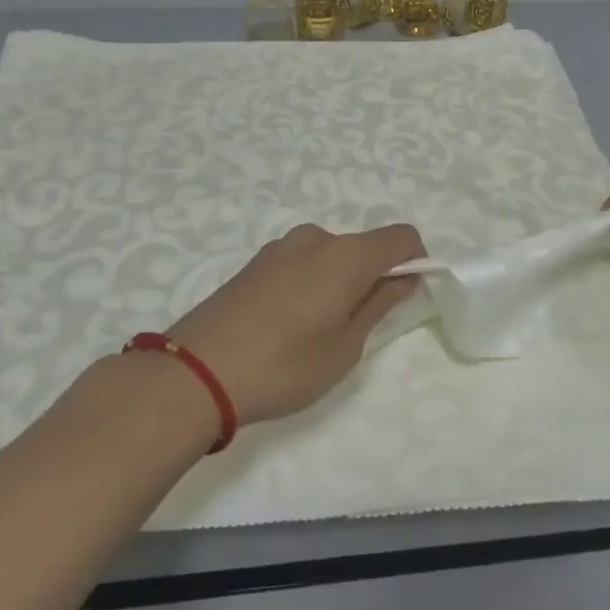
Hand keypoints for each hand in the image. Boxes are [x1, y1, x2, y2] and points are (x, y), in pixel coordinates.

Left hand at [166, 223, 425, 423]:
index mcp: (346, 254)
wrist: (194, 373)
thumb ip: (379, 305)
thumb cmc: (283, 365)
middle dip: (373, 278)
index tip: (404, 299)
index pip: (402, 236)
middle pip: (364, 247)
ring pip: (330, 256)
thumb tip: (403, 278)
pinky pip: (301, 263)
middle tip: (357, 329)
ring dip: (339, 283)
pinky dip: (311, 284)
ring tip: (315, 333)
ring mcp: (280, 247)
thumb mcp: (345, 347)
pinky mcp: (254, 262)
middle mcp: (316, 238)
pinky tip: (286, 326)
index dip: (415, 262)